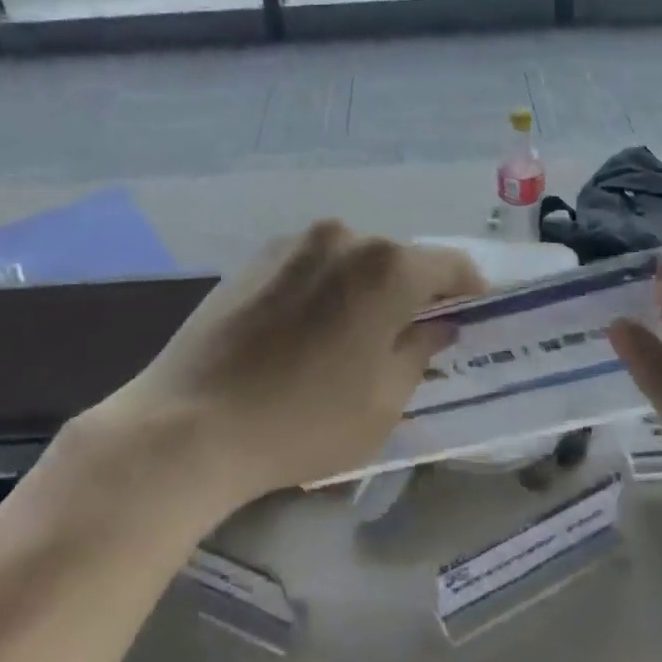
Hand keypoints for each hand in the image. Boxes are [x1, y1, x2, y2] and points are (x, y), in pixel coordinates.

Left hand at [95, 221, 485, 507]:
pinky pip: (312, 264)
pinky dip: (326, 287)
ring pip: (352, 259)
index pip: (450, 264)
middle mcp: (344, 238)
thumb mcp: (383, 402)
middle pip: (398, 259)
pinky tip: (307, 330)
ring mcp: (293, 243)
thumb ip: (420, 351)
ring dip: (366, 287)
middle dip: (413, 291)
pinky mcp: (254, 258)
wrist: (190, 424)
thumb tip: (438, 325)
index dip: (468, 288)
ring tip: (352, 335)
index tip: (471, 313)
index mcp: (387, 267)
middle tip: (410, 334)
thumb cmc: (303, 421)